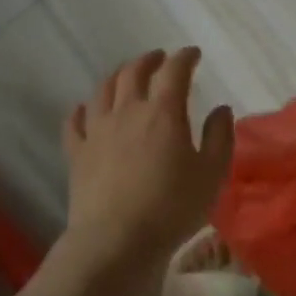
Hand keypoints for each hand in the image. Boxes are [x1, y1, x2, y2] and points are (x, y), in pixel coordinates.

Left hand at [58, 48, 234, 280]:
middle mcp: (127, 111)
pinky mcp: (77, 153)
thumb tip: (220, 109)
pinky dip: (82, 110)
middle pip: (134, 72)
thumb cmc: (171, 208)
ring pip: (103, 90)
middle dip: (149, 60)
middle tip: (160, 59)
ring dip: (117, 76)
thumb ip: (219, 137)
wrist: (115, 241)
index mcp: (163, 112)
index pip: (174, 71)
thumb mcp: (211, 174)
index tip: (193, 54)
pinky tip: (85, 109)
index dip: (184, 58)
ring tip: (125, 76)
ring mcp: (97, 130)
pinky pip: (75, 122)